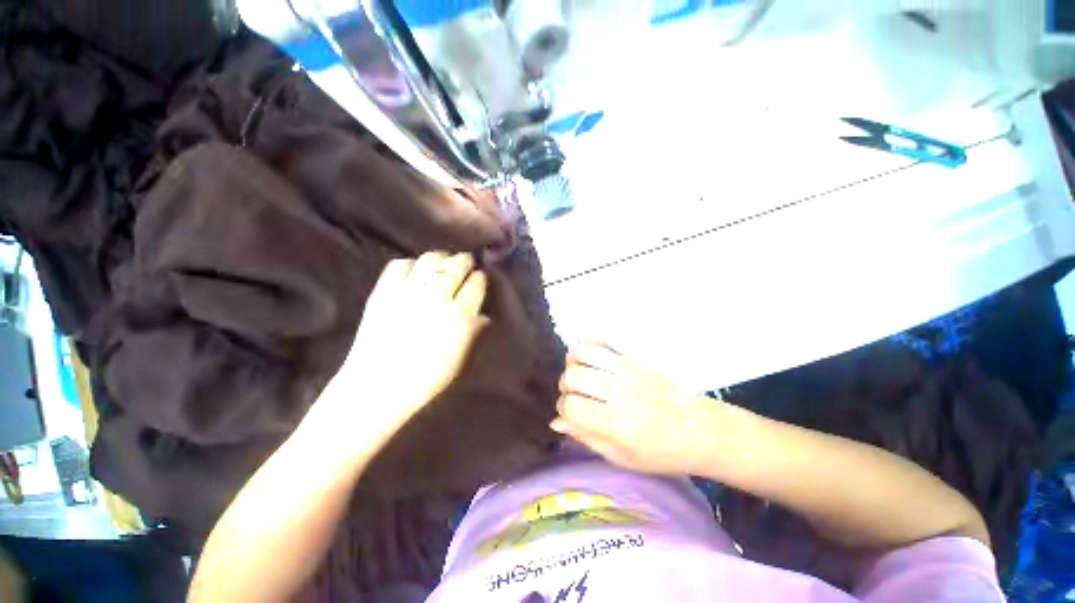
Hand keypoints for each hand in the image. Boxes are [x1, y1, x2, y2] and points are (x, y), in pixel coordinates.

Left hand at [327, 252, 489, 438]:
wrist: (377, 386)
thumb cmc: (426, 379)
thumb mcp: (459, 359)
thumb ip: (474, 332)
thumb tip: (485, 315)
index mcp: (458, 315)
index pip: (475, 285)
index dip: (480, 278)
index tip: (481, 276)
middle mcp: (436, 297)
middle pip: (455, 267)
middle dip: (464, 261)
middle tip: (467, 261)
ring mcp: (408, 291)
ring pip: (430, 260)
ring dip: (441, 258)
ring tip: (445, 261)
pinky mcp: (384, 291)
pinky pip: (400, 265)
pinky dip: (412, 263)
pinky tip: (416, 270)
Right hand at [552, 343, 720, 474]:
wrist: (700, 429)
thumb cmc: (661, 451)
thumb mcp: (622, 457)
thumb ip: (586, 437)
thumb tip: (556, 421)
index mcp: (617, 423)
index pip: (570, 406)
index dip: (563, 409)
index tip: (570, 413)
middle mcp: (620, 391)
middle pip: (572, 376)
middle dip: (565, 386)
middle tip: (575, 394)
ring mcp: (629, 368)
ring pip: (583, 352)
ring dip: (574, 363)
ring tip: (581, 373)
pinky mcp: (637, 355)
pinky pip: (604, 339)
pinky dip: (591, 344)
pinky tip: (591, 357)